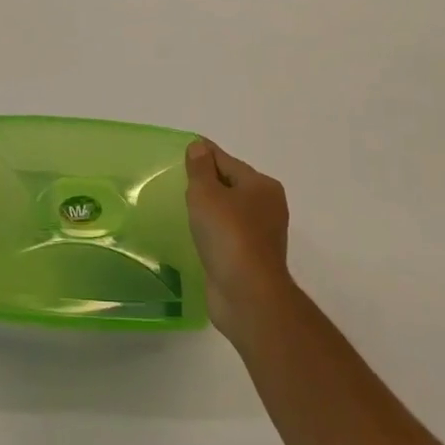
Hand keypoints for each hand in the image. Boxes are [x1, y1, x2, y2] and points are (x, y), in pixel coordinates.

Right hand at [185, 138, 292, 339]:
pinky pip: (227, 235)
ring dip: (209, 209)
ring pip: (229, 212)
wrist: (248, 296)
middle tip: (177, 180)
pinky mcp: (252, 260)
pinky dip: (213, 232)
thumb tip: (199, 147)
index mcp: (261, 186)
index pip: (226, 161)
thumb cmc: (228, 236)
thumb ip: (200, 168)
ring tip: (182, 207)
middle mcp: (267, 207)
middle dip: (207, 182)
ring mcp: (261, 236)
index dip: (203, 154)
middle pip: (230, 185)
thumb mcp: (206, 194)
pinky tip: (195, 235)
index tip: (182, 150)